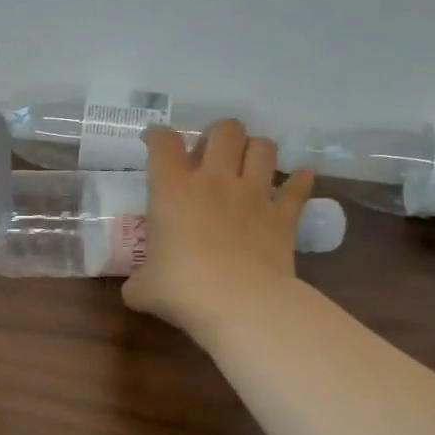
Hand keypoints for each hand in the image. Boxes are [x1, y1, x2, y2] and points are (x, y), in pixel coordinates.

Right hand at [123, 119, 317, 336]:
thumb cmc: (182, 290)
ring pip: (263, 147)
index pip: (163, 143)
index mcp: (172, 190)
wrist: (240, 304)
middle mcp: (214, 181)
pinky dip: (299, 181)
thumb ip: (138, 281)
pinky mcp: (283, 215)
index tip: (155, 141)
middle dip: (218, 134)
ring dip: (256, 149)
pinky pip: (298, 188)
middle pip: (224, 130)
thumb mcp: (143, 288)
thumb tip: (135, 289)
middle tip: (210, 154)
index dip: (157, 135)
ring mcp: (253, 194)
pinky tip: (299, 179)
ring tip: (248, 163)